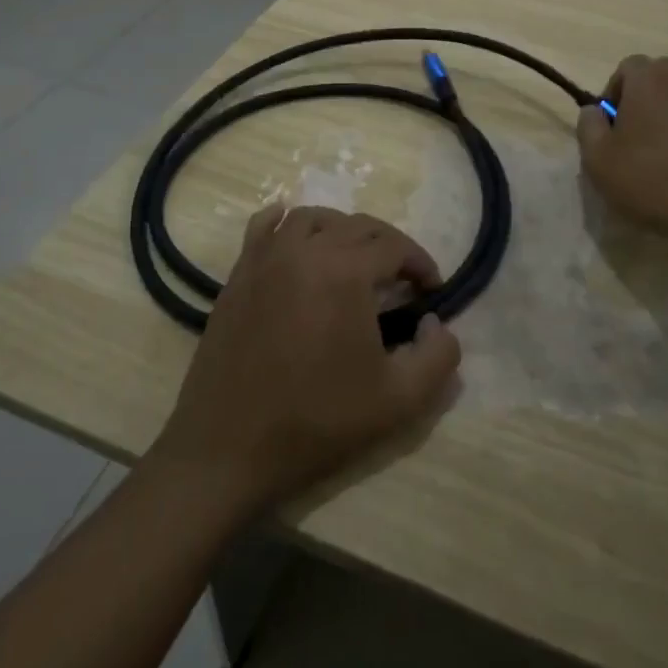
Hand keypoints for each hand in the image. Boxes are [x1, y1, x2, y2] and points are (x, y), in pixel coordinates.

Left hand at [153, 206, 461, 519]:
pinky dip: (286, 221)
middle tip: (401, 279)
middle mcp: (304, 250)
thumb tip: (436, 322)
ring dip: (343, 230)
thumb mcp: (399, 401)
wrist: (228, 449)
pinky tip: (297, 237)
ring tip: (355, 260)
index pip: (395, 246)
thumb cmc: (317, 423)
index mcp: (345, 272)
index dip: (420, 263)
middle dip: (389, 246)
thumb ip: (438, 356)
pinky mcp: (238, 274)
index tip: (431, 290)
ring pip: (313, 218)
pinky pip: (264, 227)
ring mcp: (266, 258)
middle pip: (358, 225)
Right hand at [576, 55, 667, 246]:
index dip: (616, 93)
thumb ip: (588, 125)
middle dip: (649, 100)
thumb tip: (594, 110)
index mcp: (648, 79)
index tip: (613, 127)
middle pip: (662, 77)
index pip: (627, 68)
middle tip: (641, 138)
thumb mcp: (597, 159)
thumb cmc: (649, 180)